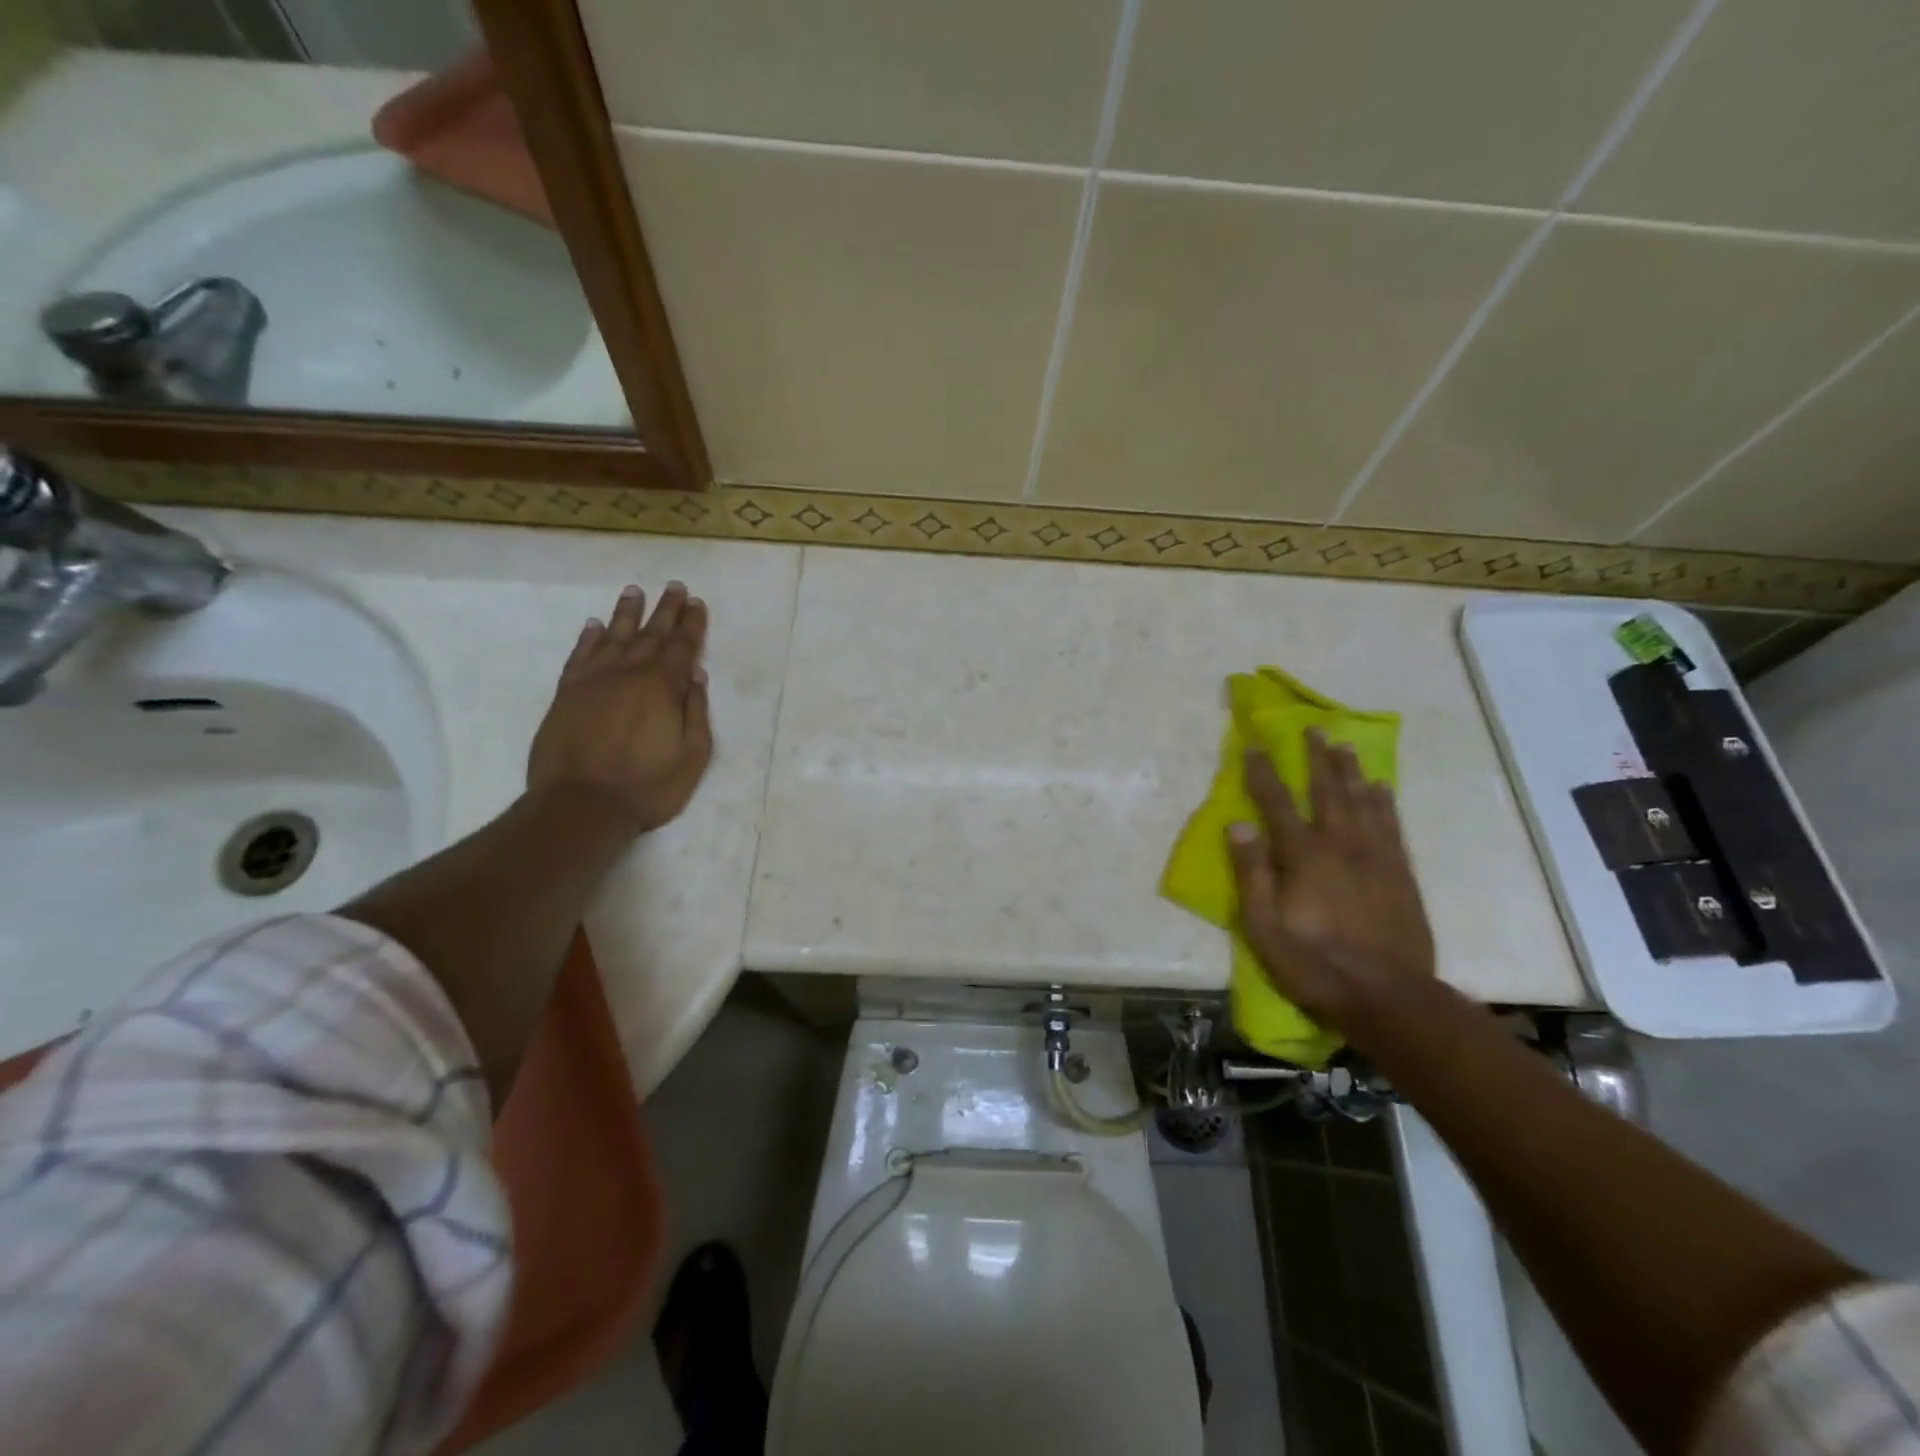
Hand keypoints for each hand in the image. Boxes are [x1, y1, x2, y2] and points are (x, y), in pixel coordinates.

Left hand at [527, 581, 713, 836]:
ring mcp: (594, 681)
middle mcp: (628, 674)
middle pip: (651, 634)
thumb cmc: (647, 787)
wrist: (581, 805)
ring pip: (614, 637)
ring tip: (635, 591)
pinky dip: (589, 638)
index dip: (692, 624)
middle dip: (665, 610)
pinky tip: (595, 625)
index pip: (682, 647)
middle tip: (674, 586)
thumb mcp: (692, 756)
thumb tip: (696, 676)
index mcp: (662, 687)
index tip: (697, 603)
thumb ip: (696, 713)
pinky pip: (580, 656)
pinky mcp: (567, 694)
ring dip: (627, 613)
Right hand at [1226, 731, 1435, 1027]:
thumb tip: (1237, 825)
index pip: (1278, 804)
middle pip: (1328, 791)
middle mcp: (1342, 846)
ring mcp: (1377, 858)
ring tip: (1344, 747)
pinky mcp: (1401, 874)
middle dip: (1317, 758)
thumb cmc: (1315, 964)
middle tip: (1314, 729)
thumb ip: (1251, 874)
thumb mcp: (1264, 927)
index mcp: (1304, 856)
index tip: (1253, 746)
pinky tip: (1380, 789)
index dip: (1263, 773)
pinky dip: (1384, 803)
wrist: (1389, 998)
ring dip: (1351, 772)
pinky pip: (1392, 826)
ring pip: (1363, 802)